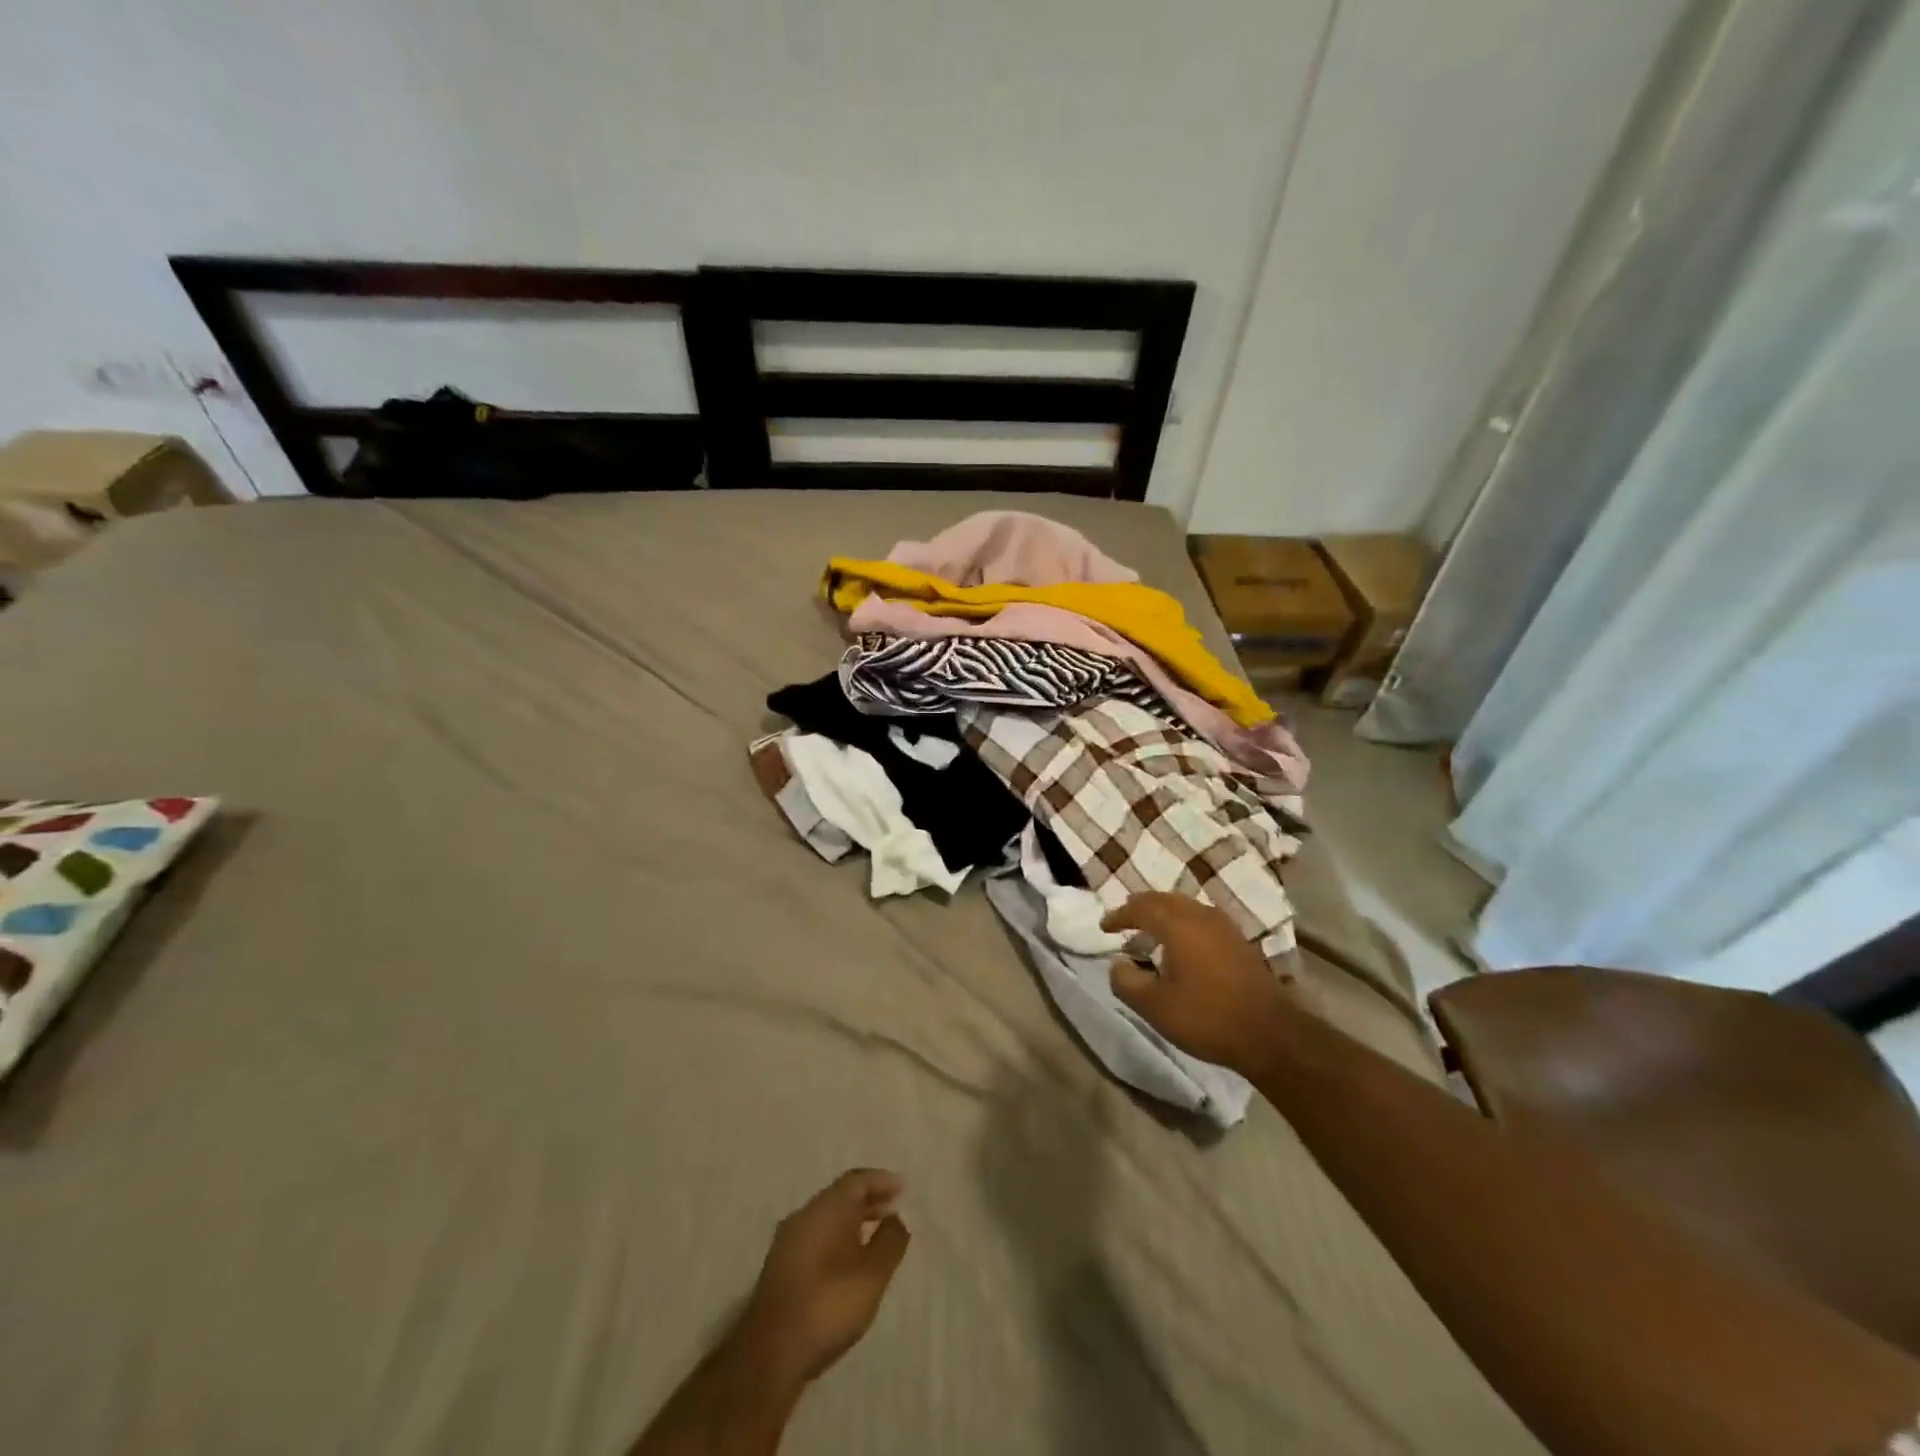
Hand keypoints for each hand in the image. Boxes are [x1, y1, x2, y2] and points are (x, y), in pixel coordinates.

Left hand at [734, 1169, 911, 1389]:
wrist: (770, 1354)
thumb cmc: (828, 1306)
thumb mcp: (872, 1276)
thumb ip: (890, 1242)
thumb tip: (896, 1218)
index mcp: (827, 1207)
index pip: (857, 1180)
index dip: (881, 1181)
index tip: (903, 1188)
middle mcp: (804, 1215)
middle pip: (840, 1196)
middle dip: (868, 1200)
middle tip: (892, 1210)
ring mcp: (788, 1241)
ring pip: (826, 1218)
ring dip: (852, 1221)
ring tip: (874, 1238)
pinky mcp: (780, 1267)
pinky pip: (815, 1237)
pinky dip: (836, 1238)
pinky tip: (847, 1262)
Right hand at [1102, 893, 1297, 1073]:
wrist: (1270, 1034)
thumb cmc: (1206, 1017)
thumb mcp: (1155, 1006)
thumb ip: (1127, 982)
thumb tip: (1117, 963)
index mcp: (1177, 924)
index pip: (1140, 907)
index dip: (1119, 915)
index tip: (1104, 927)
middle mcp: (1200, 916)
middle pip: (1164, 900)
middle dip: (1141, 908)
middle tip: (1125, 922)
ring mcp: (1224, 927)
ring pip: (1185, 907)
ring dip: (1163, 915)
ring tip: (1150, 933)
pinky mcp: (1239, 942)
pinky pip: (1201, 920)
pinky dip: (1183, 924)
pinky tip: (1181, 947)